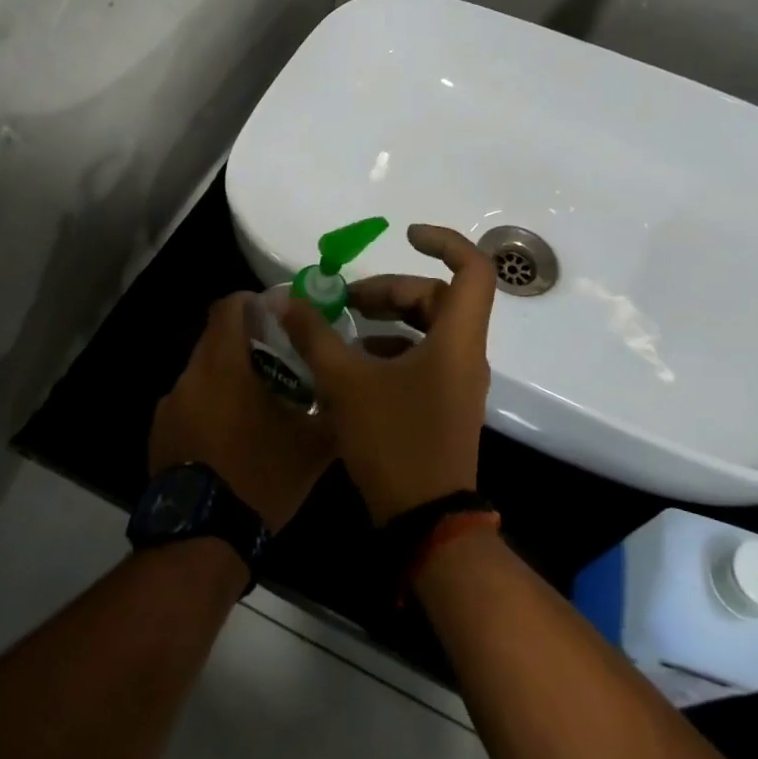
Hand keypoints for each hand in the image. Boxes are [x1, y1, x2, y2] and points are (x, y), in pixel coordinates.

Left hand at [150, 294, 337, 533]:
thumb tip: (349, 390)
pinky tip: (230, 436)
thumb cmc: (261, 477)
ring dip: (227, 377)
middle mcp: (190, 375)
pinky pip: (189, 403)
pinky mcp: (159, 433)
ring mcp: (169, 406)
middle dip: (245, 342)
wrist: (203, 537)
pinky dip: (209, 406)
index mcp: (224, 364)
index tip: (278, 314)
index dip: (253, 302)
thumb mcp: (312, 445)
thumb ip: (332, 408)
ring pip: (202, 373)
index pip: (229, 306)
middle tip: (279, 361)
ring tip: (256, 403)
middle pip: (215, 339)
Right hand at [279, 224, 495, 525]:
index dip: (444, 242)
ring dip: (389, 320)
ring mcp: (458, 383)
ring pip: (430, 329)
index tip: (405, 236)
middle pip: (439, 298)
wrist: (427, 522)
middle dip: (392, 290)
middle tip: (347, 300)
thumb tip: (285, 299)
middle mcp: (465, 355)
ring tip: (344, 329)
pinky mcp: (445, 405)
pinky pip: (424, 359)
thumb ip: (315, 336)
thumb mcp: (345, 383)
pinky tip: (355, 366)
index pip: (473, 269)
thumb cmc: (394, 442)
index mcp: (456, 339)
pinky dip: (392, 350)